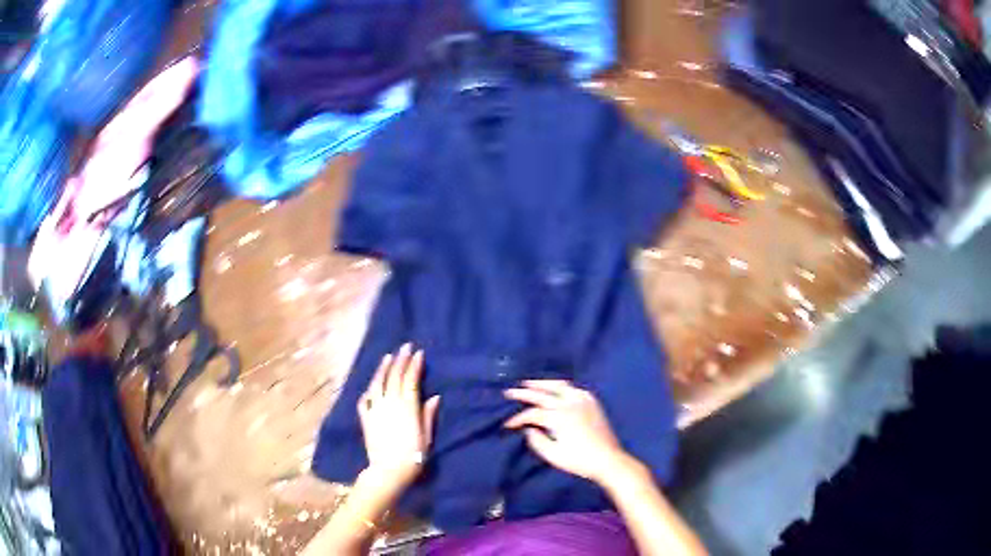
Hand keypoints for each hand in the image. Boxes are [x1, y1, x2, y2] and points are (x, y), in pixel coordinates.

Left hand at [358, 344, 439, 489]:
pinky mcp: (365, 419)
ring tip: (387, 357)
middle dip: (400, 360)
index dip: (414, 366)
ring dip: (382, 369)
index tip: (418, 353)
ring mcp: (375, 410)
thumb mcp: (426, 437)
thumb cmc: (413, 456)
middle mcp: (390, 404)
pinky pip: (365, 400)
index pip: (411, 381)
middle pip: (394, 377)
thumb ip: (428, 416)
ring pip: (377, 384)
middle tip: (405, 347)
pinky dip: (369, 390)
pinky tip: (371, 386)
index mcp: (407, 407)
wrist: (388, 471)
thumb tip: (434, 397)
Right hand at [504, 380, 629, 483]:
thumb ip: (536, 440)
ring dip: (541, 384)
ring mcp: (582, 400)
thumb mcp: (552, 455)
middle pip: (542, 394)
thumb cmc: (578, 460)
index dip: (517, 418)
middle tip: (509, 392)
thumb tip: (528, 429)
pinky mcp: (591, 402)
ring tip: (528, 383)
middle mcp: (569, 403)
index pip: (532, 414)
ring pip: (558, 385)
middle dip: (523, 393)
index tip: (507, 424)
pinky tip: (555, 389)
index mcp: (559, 417)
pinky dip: (560, 386)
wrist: (608, 459)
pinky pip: (573, 388)